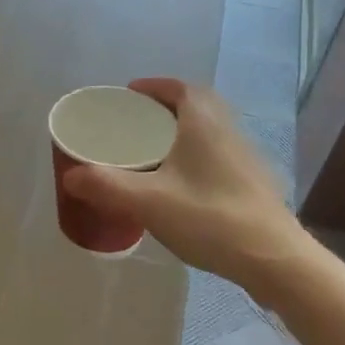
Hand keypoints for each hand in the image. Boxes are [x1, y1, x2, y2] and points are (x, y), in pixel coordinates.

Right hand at [60, 78, 303, 297]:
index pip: (178, 88)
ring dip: (180, 133)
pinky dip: (193, 157)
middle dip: (163, 109)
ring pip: (207, 132)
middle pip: (194, 106)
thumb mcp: (147, 201)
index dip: (153, 86)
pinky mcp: (251, 183)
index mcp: (203, 122)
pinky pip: (215, 155)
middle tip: (134, 125)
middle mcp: (227, 130)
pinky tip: (178, 185)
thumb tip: (71, 175)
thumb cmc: (209, 218)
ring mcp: (244, 157)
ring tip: (151, 153)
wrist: (273, 258)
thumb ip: (105, 185)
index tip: (128, 95)